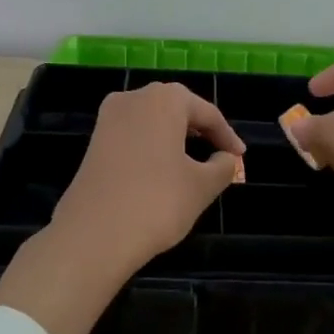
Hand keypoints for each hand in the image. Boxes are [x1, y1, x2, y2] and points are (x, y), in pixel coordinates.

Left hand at [48, 82, 245, 282]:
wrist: (94, 234)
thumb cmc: (157, 202)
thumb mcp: (202, 186)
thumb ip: (222, 167)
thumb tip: (225, 159)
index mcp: (164, 99)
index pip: (207, 113)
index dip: (227, 136)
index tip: (240, 157)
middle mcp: (134, 98)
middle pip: (177, 110)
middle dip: (200, 131)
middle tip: (220, 155)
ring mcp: (108, 119)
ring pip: (153, 122)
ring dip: (175, 139)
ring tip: (194, 165)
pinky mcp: (93, 142)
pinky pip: (133, 136)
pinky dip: (153, 148)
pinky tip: (162, 172)